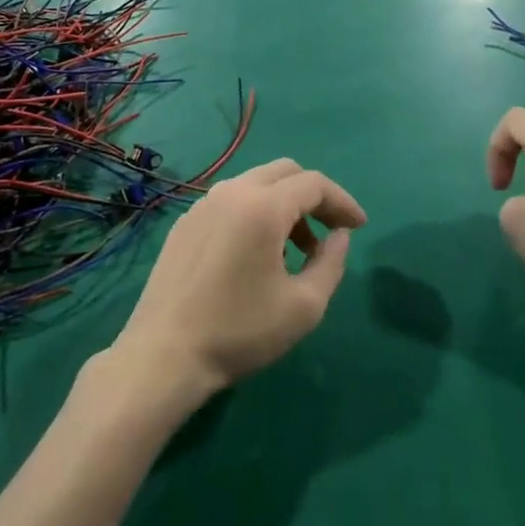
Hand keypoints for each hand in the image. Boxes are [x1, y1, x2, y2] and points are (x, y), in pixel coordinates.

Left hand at [111, 160, 364, 402]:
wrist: (165, 353)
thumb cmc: (240, 331)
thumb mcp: (304, 306)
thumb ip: (331, 263)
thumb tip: (339, 235)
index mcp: (262, 206)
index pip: (313, 183)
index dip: (342, 201)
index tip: (359, 227)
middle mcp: (231, 192)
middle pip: (284, 172)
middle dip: (314, 196)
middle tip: (331, 231)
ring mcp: (203, 204)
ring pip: (255, 185)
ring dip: (284, 206)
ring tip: (297, 251)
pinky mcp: (185, 223)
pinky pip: (231, 202)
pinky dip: (256, 214)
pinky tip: (257, 255)